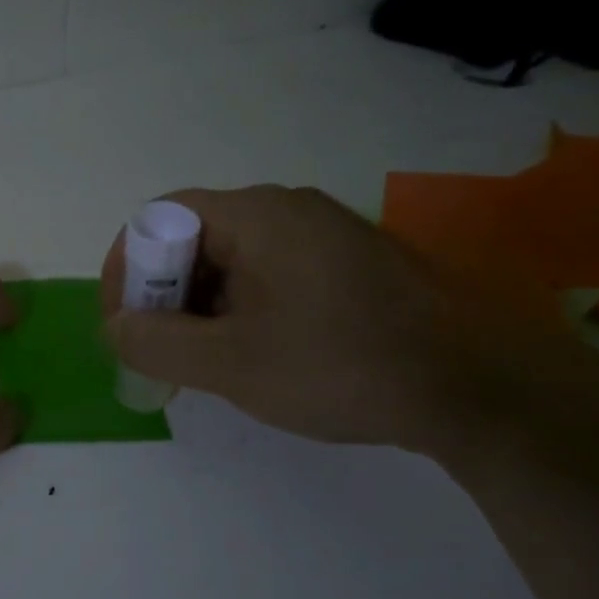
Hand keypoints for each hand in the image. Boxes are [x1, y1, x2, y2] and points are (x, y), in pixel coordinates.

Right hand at [100, 186, 566, 449]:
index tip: (122, 323)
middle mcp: (289, 209)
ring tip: (203, 361)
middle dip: (162, 293)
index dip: (127, 268)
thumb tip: (116, 326)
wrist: (482, 390)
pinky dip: (241, 308)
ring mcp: (325, 234)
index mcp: (257, 214)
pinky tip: (253, 354)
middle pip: (194, 237)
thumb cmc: (342, 366)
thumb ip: (156, 342)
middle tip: (160, 350)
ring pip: (232, 259)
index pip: (159, 218)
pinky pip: (270, 273)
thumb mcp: (231, 364)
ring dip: (201, 306)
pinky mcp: (351, 263)